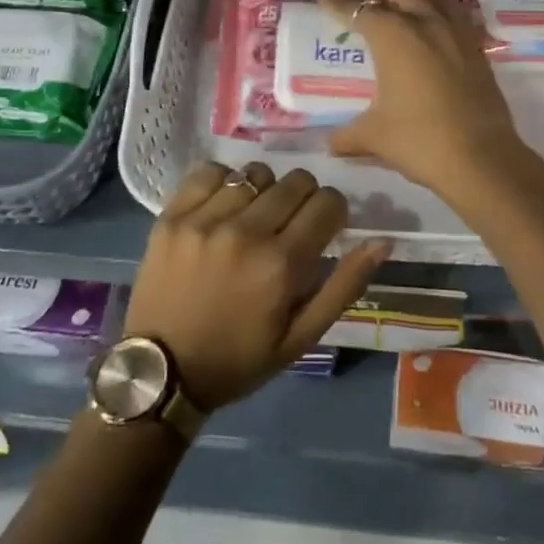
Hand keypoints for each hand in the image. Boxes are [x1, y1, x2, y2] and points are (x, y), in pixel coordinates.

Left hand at [124, 161, 388, 410]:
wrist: (160, 372)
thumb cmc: (238, 359)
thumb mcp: (300, 338)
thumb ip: (344, 286)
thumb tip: (382, 241)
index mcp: (281, 264)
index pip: (327, 202)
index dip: (333, 211)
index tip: (323, 227)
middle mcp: (246, 231)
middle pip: (296, 181)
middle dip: (304, 198)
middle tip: (290, 224)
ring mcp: (205, 219)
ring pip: (256, 173)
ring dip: (265, 190)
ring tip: (255, 216)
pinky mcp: (172, 214)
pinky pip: (211, 171)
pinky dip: (224, 181)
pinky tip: (224, 205)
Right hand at [313, 0, 543, 205]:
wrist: (483, 159)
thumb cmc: (421, 141)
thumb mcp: (375, 137)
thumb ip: (348, 135)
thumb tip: (330, 144)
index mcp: (394, 36)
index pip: (358, 9)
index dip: (335, 1)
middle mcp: (425, 22)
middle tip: (357, 0)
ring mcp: (456, 31)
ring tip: (395, 1)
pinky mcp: (477, 46)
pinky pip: (453, 9)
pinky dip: (435, 5)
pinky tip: (429, 23)